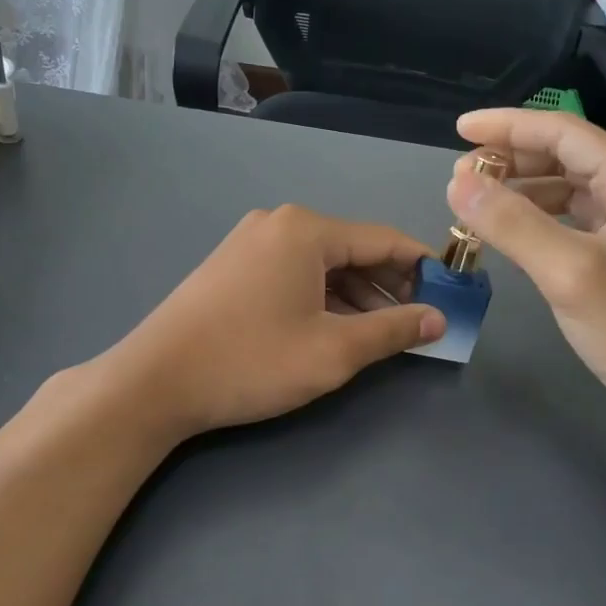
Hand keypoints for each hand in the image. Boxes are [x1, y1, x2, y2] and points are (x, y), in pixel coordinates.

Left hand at [105, 205, 444, 438]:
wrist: (154, 381)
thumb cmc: (251, 361)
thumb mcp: (333, 351)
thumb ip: (392, 330)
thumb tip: (438, 319)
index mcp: (306, 230)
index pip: (384, 240)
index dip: (423, 268)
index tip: (451, 296)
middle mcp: (279, 223)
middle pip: (353, 249)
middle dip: (390, 285)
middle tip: (420, 322)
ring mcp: (250, 242)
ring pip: (323, 263)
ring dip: (357, 295)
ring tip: (384, 331)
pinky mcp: (233, 266)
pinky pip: (294, 272)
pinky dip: (322, 296)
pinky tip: (336, 326)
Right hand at [447, 109, 605, 449]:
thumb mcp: (570, 271)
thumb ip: (512, 223)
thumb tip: (457, 183)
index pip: (564, 133)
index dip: (508, 126)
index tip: (459, 131)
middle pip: (565, 159)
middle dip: (512, 160)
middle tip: (461, 177)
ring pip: (566, 194)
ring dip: (521, 193)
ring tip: (476, 205)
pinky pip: (570, 227)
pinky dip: (536, 225)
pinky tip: (509, 238)